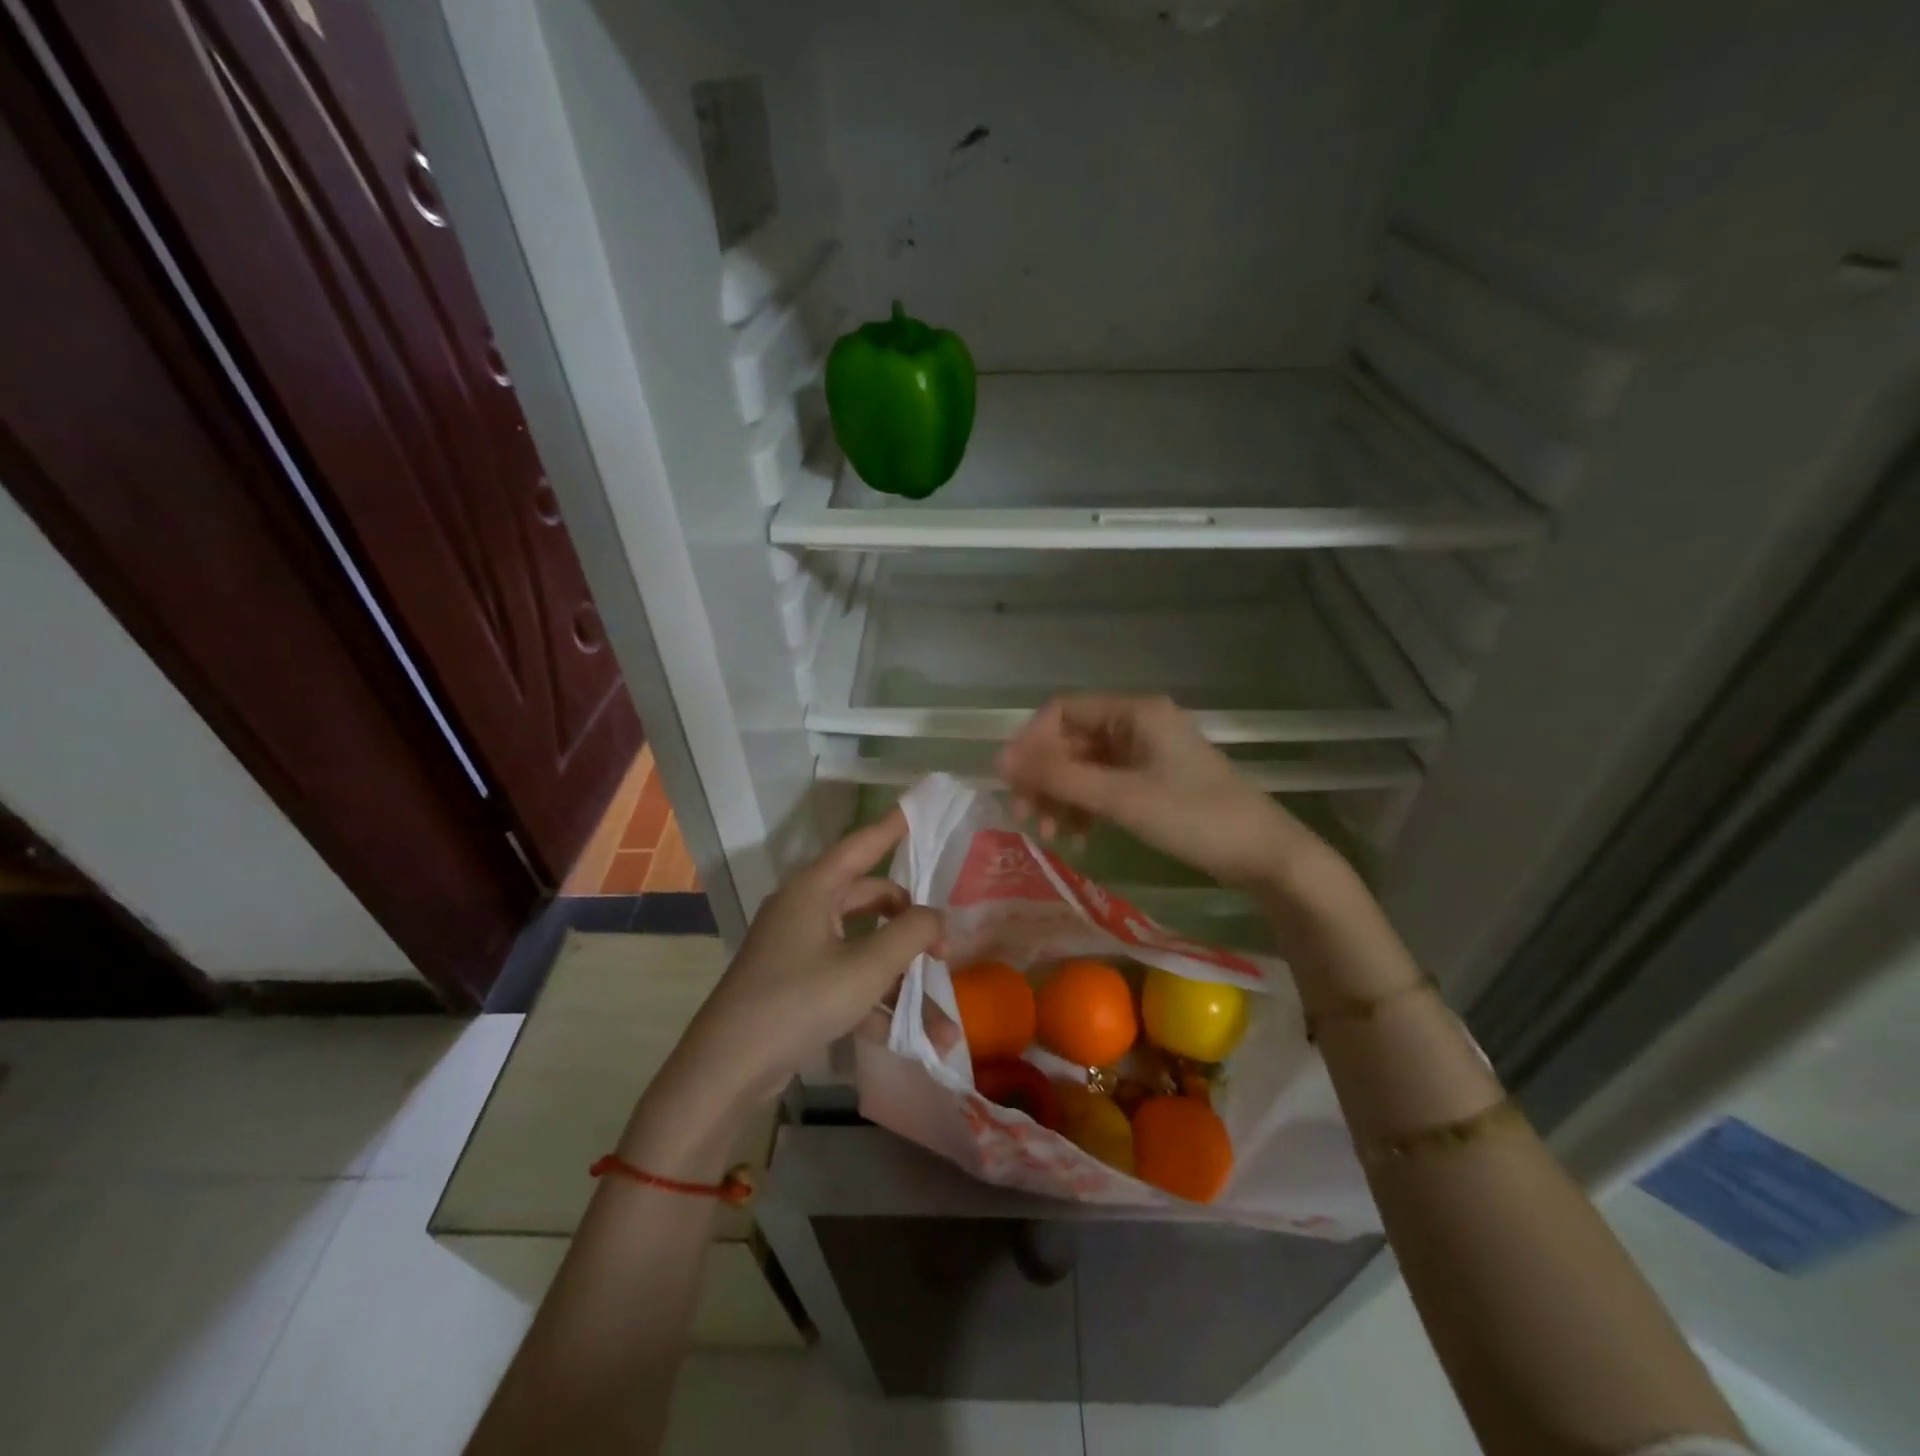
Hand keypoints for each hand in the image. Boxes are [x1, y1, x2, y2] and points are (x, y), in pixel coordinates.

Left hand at [669, 808, 940, 1112]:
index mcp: (815, 889)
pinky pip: (847, 980)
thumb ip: (911, 933)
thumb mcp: (866, 967)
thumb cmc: (799, 1001)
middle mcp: (806, 909)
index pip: (862, 844)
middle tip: (946, 951)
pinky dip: (876, 1002)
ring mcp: (799, 949)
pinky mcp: (796, 985)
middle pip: (871, 901)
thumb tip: (936, 917)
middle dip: (912, 927)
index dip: (893, 827)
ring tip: (943, 1024)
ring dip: (901, 982)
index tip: (918, 809)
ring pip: (864, 949)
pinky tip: (912, 1039)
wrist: (727, 1069)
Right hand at [997, 695, 1324, 891]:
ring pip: (1084, 766)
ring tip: (1052, 835)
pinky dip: (1085, 807)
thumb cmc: (1194, 818)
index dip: (1030, 743)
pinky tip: (1078, 837)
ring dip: (1062, 797)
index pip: (1062, 711)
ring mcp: (1145, 753)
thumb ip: (1061, 777)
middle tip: (1027, 816)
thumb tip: (1000, 761)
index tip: (1010, 781)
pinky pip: (1103, 785)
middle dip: (1045, 777)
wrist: (1263, 855)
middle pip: (1070, 740)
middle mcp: (1136, 724)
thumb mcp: (1122, 798)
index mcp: (1134, 712)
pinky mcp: (1151, 780)